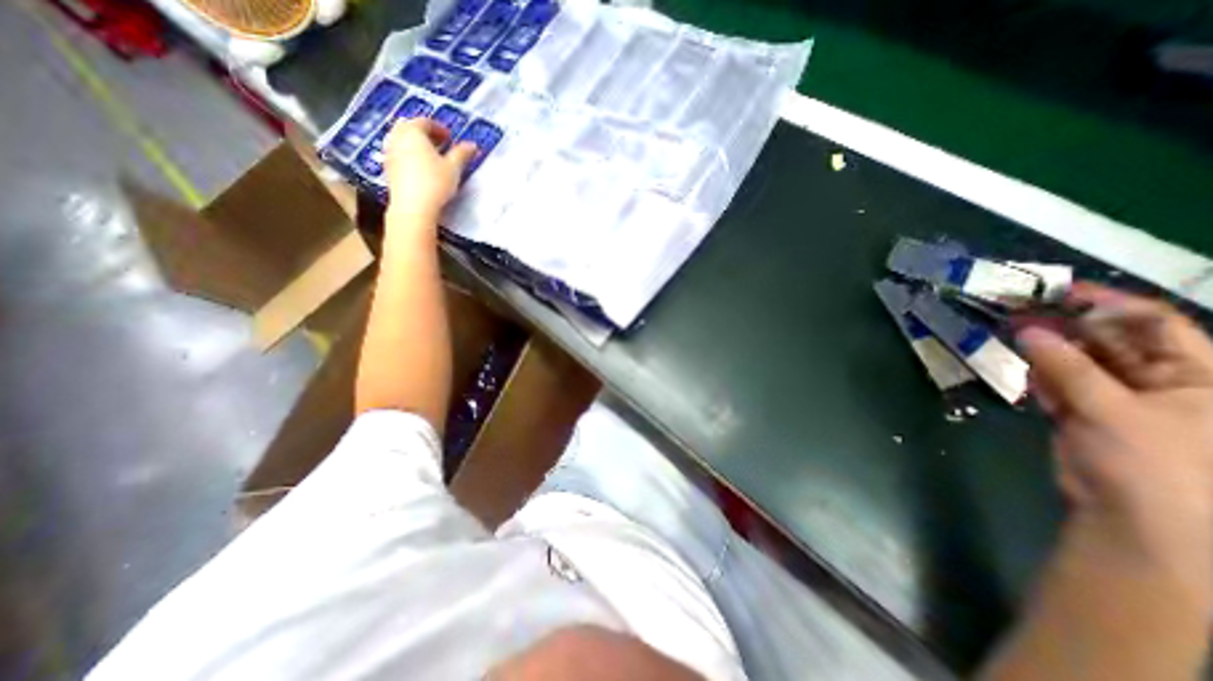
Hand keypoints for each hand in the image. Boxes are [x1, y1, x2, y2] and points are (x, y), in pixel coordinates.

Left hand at [390, 118, 480, 216]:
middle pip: (410, 128)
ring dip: (416, 145)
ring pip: (402, 141)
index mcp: (412, 132)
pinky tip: (421, 169)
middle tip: (440, 145)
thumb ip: (462, 153)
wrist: (413, 207)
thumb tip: (472, 145)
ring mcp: (389, 153)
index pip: (425, 122)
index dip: (439, 128)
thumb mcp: (453, 168)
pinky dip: (409, 156)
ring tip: (431, 157)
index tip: (450, 138)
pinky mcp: (388, 169)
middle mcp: (396, 137)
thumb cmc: (434, 183)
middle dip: (425, 135)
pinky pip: (399, 155)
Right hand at [1015, 285, 1211, 587]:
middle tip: (1018, 308)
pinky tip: (1015, 358)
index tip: (1060, 290)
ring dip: (1044, 347)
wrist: (1132, 518)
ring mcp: (1118, 398)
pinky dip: (1037, 372)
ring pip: (1078, 362)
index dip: (1110, 304)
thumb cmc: (1152, 462)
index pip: (1156, 325)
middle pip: (1110, 341)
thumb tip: (1027, 331)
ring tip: (1007, 328)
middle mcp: (1162, 381)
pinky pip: (1058, 383)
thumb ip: (1066, 368)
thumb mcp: (1112, 409)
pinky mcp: (1083, 412)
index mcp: (1198, 376)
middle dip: (1065, 324)